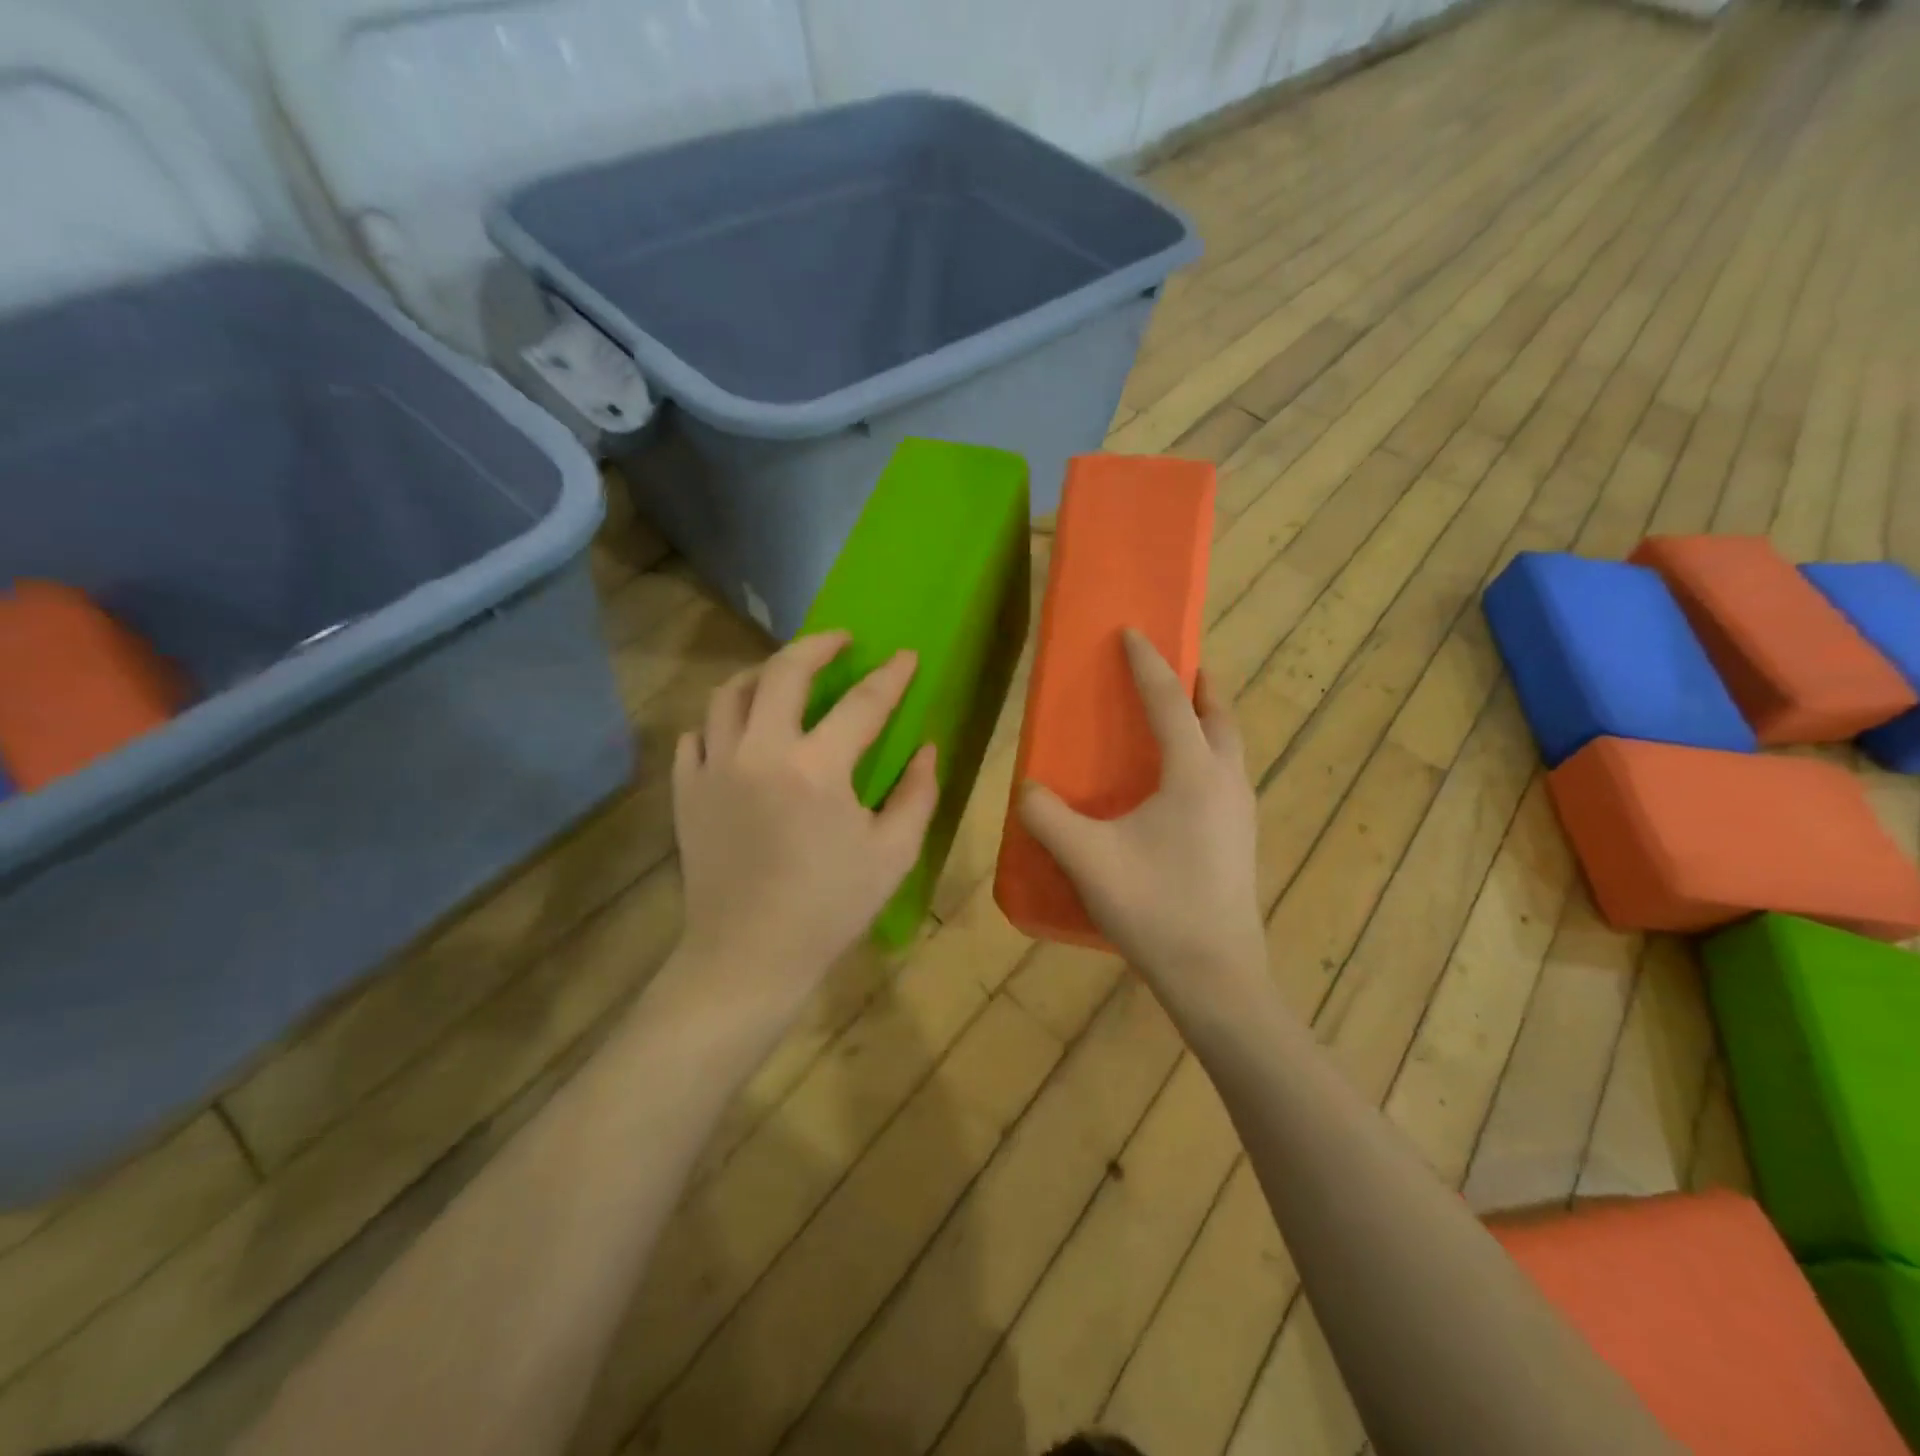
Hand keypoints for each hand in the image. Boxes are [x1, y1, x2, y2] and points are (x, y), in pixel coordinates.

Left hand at [671, 631, 938, 1016]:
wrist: (748, 956)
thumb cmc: (830, 908)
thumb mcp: (893, 854)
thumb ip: (917, 793)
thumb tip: (926, 747)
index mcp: (817, 768)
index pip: (863, 703)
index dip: (891, 676)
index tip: (907, 656)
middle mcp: (760, 752)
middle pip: (784, 672)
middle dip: (817, 645)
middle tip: (841, 641)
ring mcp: (714, 768)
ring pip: (729, 693)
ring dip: (762, 673)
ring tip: (784, 675)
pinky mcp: (686, 790)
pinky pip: (697, 734)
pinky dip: (720, 721)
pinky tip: (739, 730)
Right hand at [1018, 630, 1267, 999]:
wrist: (1216, 976)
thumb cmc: (1154, 907)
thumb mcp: (1087, 858)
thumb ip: (1047, 817)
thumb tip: (1026, 789)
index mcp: (1194, 774)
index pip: (1170, 701)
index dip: (1148, 663)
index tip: (1133, 632)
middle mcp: (1227, 782)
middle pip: (1220, 715)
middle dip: (1199, 683)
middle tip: (1176, 667)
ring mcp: (1242, 813)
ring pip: (1231, 746)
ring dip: (1208, 719)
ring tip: (1178, 717)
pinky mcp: (1241, 839)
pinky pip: (1227, 775)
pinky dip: (1208, 754)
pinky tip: (1180, 784)